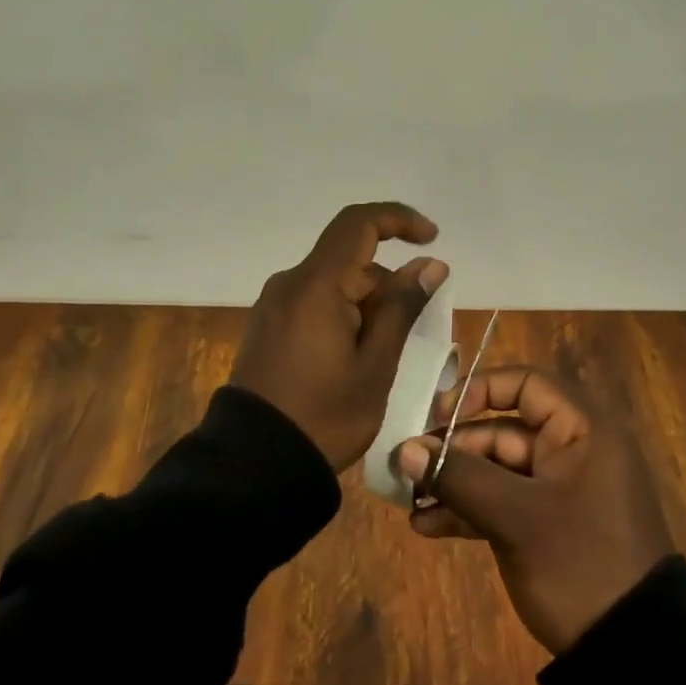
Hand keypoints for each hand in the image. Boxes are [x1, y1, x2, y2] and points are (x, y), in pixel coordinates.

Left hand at [230, 202, 449, 473]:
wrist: (254, 464)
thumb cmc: (324, 416)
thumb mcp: (375, 365)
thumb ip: (401, 308)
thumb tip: (429, 264)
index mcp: (315, 285)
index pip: (358, 223)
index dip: (398, 220)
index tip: (432, 238)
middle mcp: (289, 284)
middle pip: (350, 262)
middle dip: (388, 286)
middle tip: (416, 335)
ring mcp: (273, 306)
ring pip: (334, 286)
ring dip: (367, 306)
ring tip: (384, 359)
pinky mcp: (267, 327)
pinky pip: (314, 304)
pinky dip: (343, 317)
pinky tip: (354, 360)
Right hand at [394, 367, 673, 654]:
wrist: (634, 657)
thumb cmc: (581, 564)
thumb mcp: (516, 517)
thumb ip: (458, 477)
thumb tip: (403, 449)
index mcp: (582, 431)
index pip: (525, 384)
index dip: (479, 391)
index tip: (438, 417)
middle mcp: (571, 451)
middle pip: (501, 430)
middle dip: (452, 450)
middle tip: (409, 469)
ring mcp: (558, 492)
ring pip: (495, 470)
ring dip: (453, 484)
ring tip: (410, 503)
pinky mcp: (546, 526)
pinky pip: (501, 503)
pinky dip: (468, 511)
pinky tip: (428, 527)